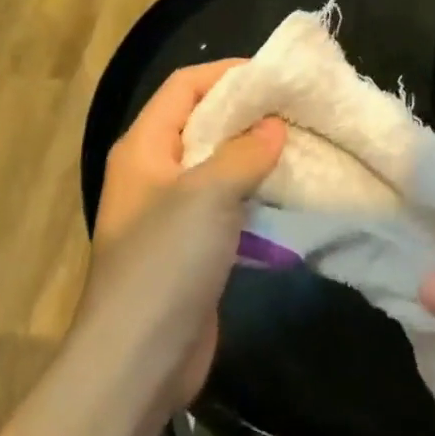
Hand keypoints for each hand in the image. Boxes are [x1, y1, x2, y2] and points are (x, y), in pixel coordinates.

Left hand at [82, 63, 285, 418]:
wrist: (136, 362)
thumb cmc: (165, 261)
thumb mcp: (208, 194)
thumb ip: (245, 152)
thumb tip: (274, 126)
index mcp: (143, 146)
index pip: (184, 86)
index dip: (226, 73)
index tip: (272, 74)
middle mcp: (151, 171)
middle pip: (200, 122)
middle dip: (245, 112)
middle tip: (294, 108)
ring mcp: (168, 212)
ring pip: (214, 165)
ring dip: (251, 154)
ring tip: (298, 143)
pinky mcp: (187, 248)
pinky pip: (222, 204)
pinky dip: (251, 192)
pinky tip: (284, 192)